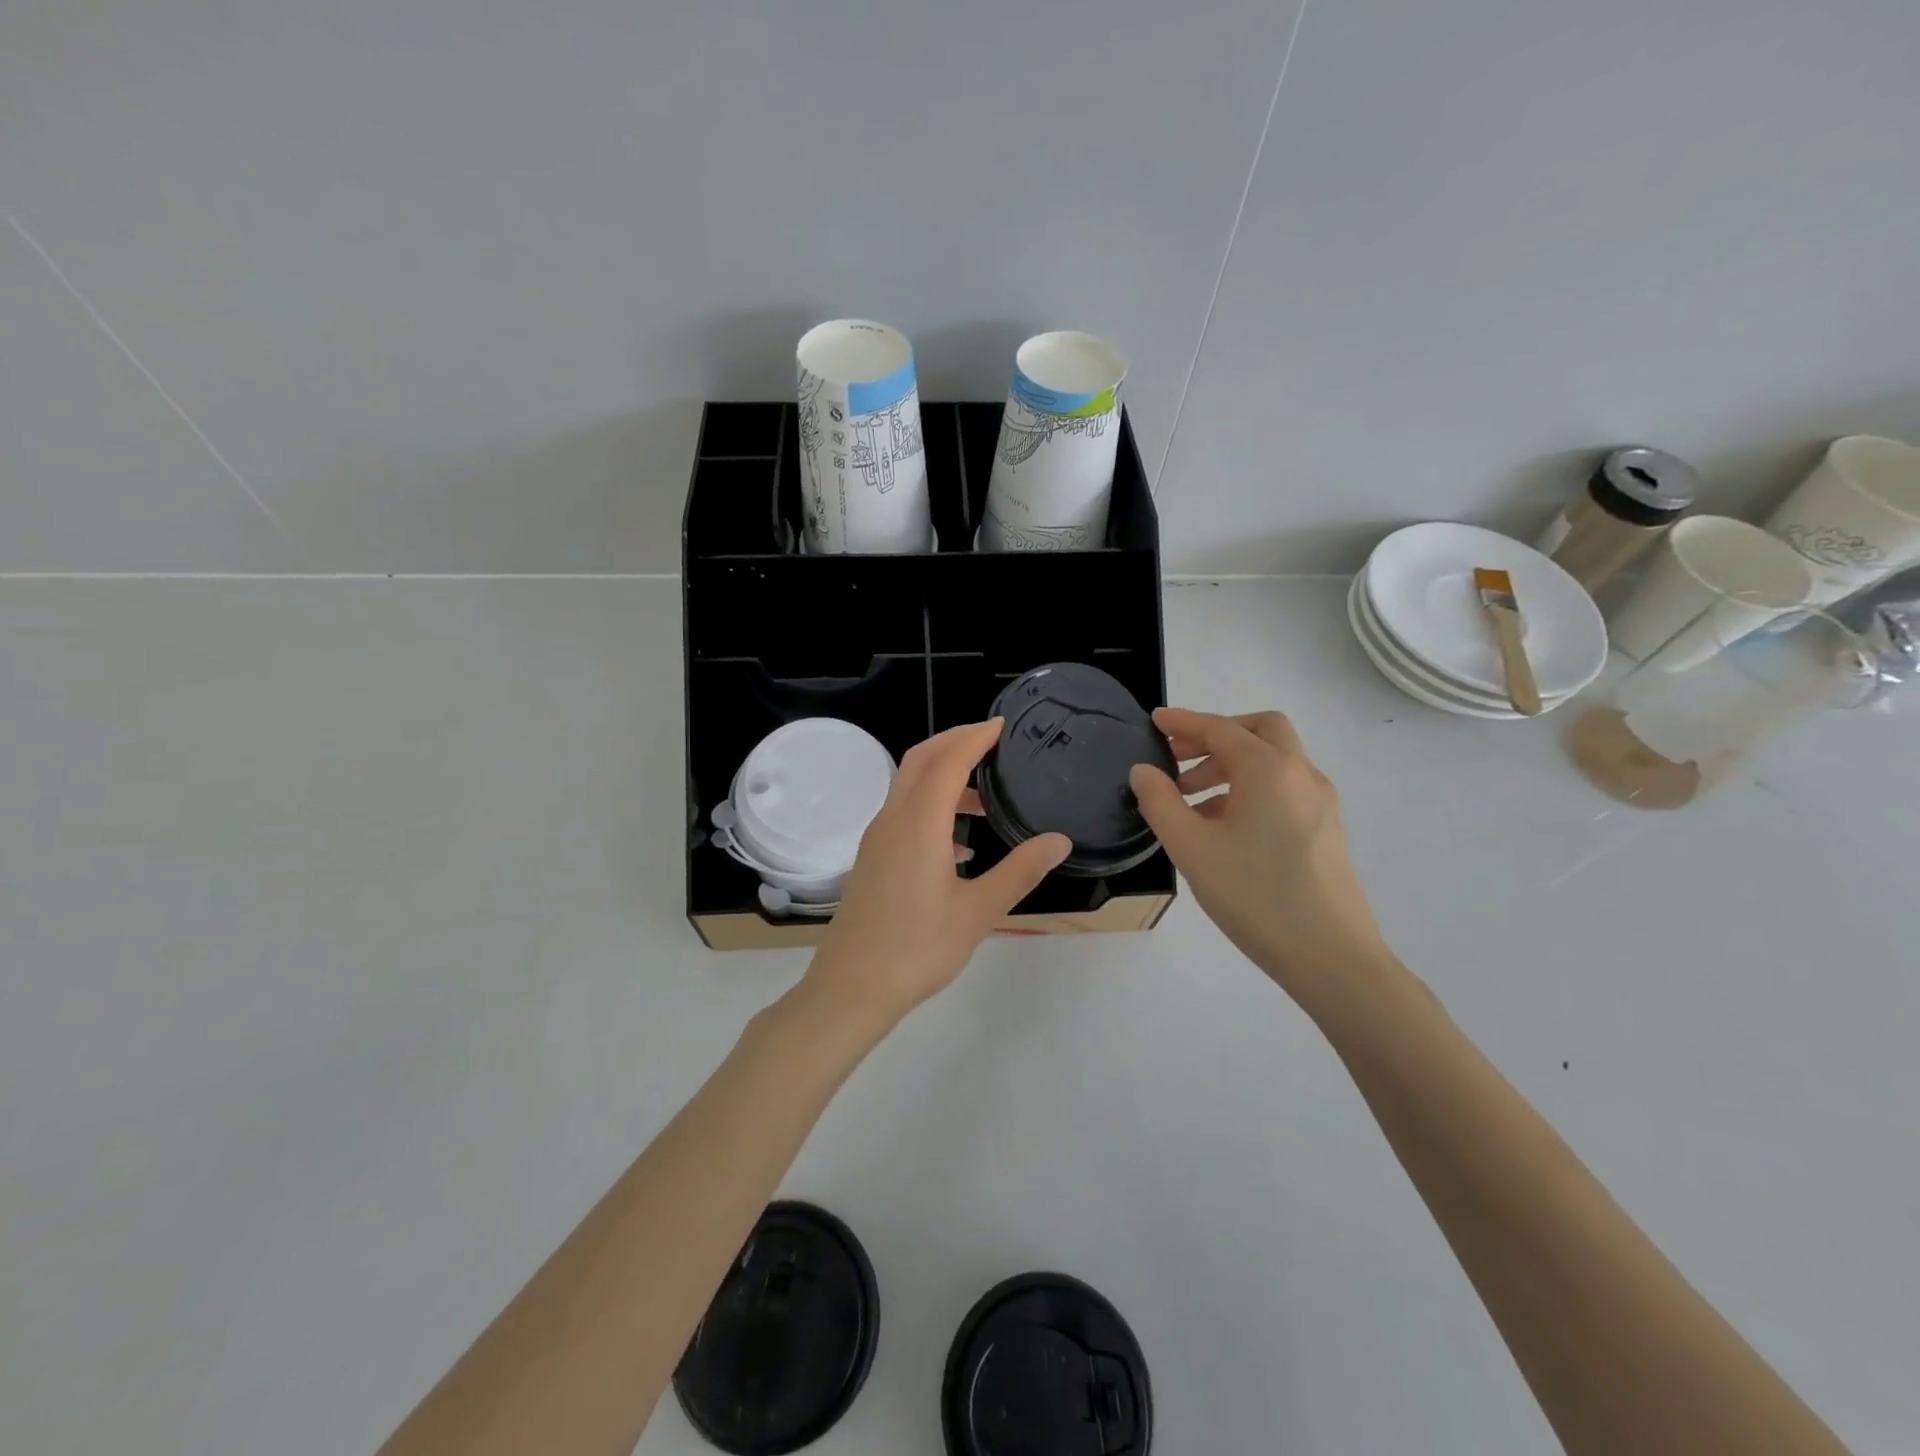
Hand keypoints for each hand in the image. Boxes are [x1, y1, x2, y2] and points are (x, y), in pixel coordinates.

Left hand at [803, 720, 1070, 1029]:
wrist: (852, 987)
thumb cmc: (919, 948)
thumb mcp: (979, 911)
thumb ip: (1020, 871)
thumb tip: (1059, 840)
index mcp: (919, 823)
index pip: (948, 761)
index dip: (975, 737)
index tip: (1002, 725)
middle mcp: (893, 820)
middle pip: (920, 760)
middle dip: (954, 742)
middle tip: (991, 742)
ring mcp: (877, 840)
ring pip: (909, 788)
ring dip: (943, 778)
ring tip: (985, 801)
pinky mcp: (872, 860)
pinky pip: (903, 815)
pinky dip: (931, 809)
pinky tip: (958, 847)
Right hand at [1129, 708, 1386, 1000]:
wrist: (1332, 958)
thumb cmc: (1255, 896)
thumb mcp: (1192, 849)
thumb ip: (1160, 803)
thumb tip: (1144, 770)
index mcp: (1269, 770)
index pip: (1220, 729)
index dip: (1183, 721)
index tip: (1154, 721)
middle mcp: (1302, 775)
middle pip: (1259, 731)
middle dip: (1215, 736)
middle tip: (1178, 758)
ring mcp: (1321, 802)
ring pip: (1274, 761)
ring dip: (1231, 766)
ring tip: (1191, 801)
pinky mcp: (1327, 829)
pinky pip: (1285, 789)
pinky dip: (1251, 788)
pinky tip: (1224, 827)